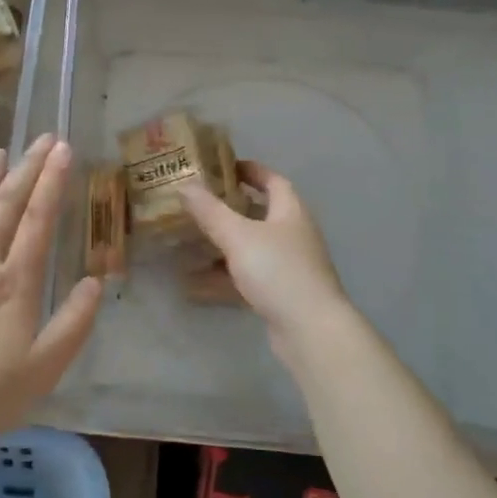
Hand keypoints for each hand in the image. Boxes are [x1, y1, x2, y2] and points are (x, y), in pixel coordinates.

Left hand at [0, 135, 101, 455]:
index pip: (38, 219)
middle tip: (41, 139)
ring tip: (1, 154)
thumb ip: (74, 323)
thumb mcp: (44, 371)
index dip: (52, 181)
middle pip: (6, 205)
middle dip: (27, 168)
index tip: (63, 149)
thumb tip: (96, 280)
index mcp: (15, 283)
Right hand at [181, 161, 349, 368]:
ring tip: (190, 241)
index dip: (251, 171)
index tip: (224, 167)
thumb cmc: (278, 271)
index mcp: (290, 212)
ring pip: (251, 248)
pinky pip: (247, 278)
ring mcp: (289, 267)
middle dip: (230, 209)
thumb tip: (185, 186)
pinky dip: (224, 277)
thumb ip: (210, 211)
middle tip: (199, 204)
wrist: (311, 330)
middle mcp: (293, 235)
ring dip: (223, 245)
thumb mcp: (238, 236)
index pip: (273, 181)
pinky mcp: (281, 295)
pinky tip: (196, 283)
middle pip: (261, 214)